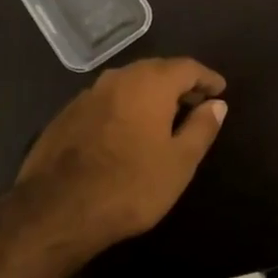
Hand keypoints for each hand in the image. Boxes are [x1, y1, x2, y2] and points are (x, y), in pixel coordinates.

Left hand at [14, 57, 228, 249]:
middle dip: (179, 84)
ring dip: (150, 95)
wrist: (56, 210)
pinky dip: (125, 107)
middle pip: (156, 70)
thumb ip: (201, 128)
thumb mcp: (179, 162)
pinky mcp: (66, 114)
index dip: (207, 77)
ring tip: (165, 117)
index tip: (220, 90)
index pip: (187, 67)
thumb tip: (216, 104)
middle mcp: (118, 78)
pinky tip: (127, 131)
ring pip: (128, 84)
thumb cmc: (130, 185)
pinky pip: (106, 101)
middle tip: (196, 102)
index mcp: (149, 83)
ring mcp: (88, 94)